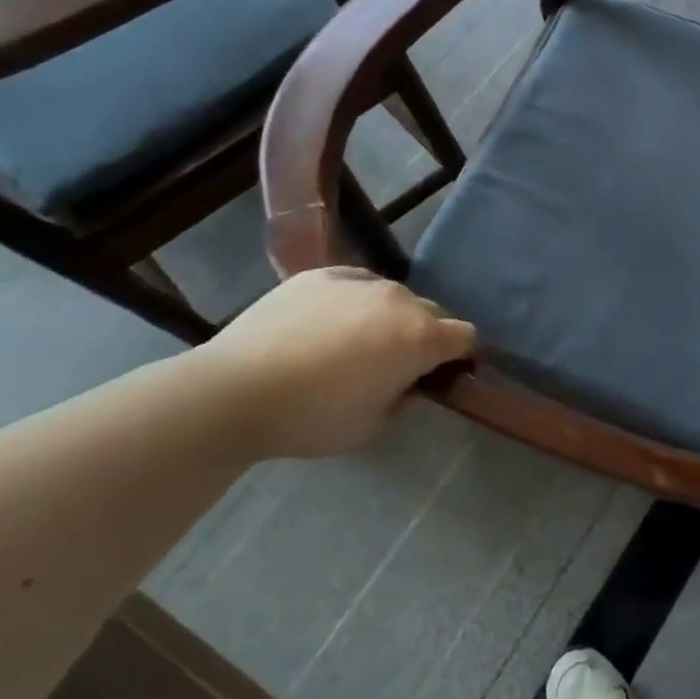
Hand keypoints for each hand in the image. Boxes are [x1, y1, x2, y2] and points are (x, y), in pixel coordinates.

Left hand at [196, 267, 474, 459]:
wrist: (234, 391)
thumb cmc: (312, 417)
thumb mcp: (374, 424)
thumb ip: (404, 395)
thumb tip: (407, 379)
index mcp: (421, 337)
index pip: (466, 337)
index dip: (459, 358)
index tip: (440, 376)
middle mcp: (400, 299)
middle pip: (432, 312)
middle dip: (424, 335)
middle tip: (394, 365)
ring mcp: (360, 281)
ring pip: (393, 297)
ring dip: (388, 317)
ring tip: (352, 343)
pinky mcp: (321, 274)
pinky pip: (354, 285)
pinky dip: (353, 303)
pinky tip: (324, 325)